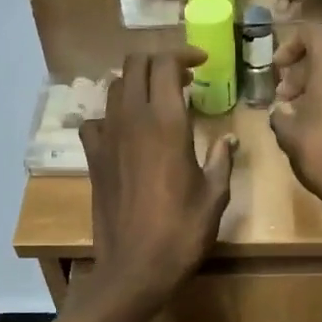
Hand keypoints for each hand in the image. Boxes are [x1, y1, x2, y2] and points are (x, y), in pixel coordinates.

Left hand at [80, 50, 236, 307]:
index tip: (201, 64)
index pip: (165, 63)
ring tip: (156, 100)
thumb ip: (221, 160)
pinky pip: (95, 121)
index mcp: (167, 123)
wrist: (135, 267)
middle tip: (181, 78)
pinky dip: (110, 116)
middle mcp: (132, 120)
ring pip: (114, 88)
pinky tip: (124, 132)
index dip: (183, 54)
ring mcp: (107, 137)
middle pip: (135, 65)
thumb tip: (228, 140)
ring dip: (135, 84)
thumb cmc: (182, 233)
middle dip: (158, 62)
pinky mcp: (93, 158)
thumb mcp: (214, 196)